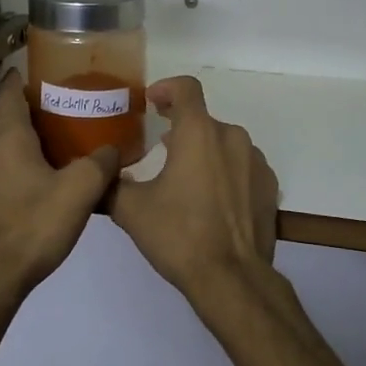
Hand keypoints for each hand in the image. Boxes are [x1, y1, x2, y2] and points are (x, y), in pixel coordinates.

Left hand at [0, 69, 119, 303]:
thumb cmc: (32, 226)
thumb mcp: (80, 191)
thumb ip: (100, 164)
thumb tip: (112, 150)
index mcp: (8, 139)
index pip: (9, 93)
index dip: (22, 78)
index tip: (43, 70)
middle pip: (1, 115)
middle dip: (23, 103)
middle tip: (56, 102)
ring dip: (18, 133)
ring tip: (52, 136)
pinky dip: (15, 159)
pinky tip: (39, 176)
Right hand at [107, 76, 278, 305]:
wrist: (231, 277)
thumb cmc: (179, 235)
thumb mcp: (131, 210)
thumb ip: (110, 184)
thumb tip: (96, 174)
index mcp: (199, 133)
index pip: (186, 88)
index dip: (166, 88)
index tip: (152, 102)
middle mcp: (232, 137)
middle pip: (203, 120)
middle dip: (181, 129)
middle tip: (159, 151)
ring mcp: (256, 162)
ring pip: (224, 144)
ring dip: (203, 152)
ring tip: (184, 181)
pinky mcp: (269, 186)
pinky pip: (242, 167)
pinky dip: (225, 173)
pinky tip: (211, 201)